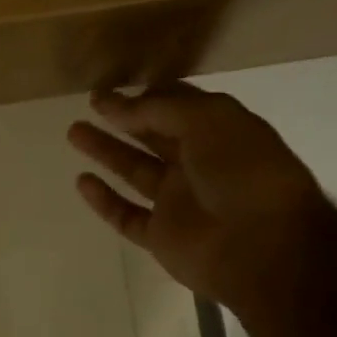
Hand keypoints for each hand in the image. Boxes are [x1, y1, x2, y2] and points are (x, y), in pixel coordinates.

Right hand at [69, 86, 335, 315]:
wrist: (262, 247)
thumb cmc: (243, 173)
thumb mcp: (207, 120)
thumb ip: (157, 108)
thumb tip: (115, 103)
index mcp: (220, 133)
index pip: (179, 107)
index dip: (147, 96)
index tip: (113, 89)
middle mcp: (200, 165)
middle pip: (153, 136)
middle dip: (123, 118)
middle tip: (90, 104)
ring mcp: (179, 202)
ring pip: (135, 171)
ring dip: (106, 151)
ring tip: (73, 132)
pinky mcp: (162, 236)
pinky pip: (126, 215)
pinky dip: (104, 200)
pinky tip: (81, 181)